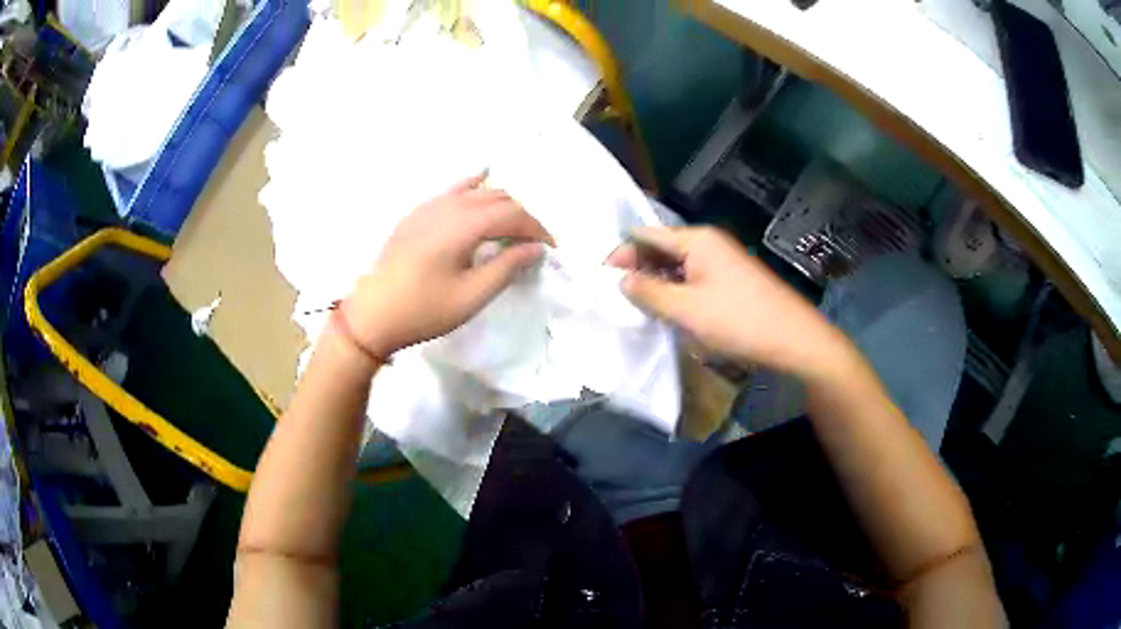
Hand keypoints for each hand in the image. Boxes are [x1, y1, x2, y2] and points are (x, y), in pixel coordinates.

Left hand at [343, 173, 551, 356]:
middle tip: (532, 244)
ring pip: (477, 192)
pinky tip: (481, 178)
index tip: (550, 249)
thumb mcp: (472, 296)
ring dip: (500, 204)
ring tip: (511, 228)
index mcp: (464, 224)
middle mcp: (450, 205)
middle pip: (498, 199)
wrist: (373, 314)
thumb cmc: (424, 309)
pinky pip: (453, 190)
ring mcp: (430, 206)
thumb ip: (507, 267)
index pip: (513, 214)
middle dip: (522, 217)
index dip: (537, 229)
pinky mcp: (418, 213)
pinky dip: (473, 186)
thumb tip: (535, 248)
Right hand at [609, 226, 852, 379]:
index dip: (620, 253)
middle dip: (637, 270)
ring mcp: (722, 263)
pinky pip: (693, 281)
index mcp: (696, 240)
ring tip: (635, 308)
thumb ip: (648, 293)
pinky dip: (676, 293)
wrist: (793, 339)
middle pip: (661, 249)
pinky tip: (667, 313)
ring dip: (656, 284)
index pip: (646, 236)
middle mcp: (708, 244)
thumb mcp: (686, 309)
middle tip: (614, 298)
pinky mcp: (730, 282)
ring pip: (677, 267)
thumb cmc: (738, 320)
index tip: (599, 279)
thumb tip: (621, 281)